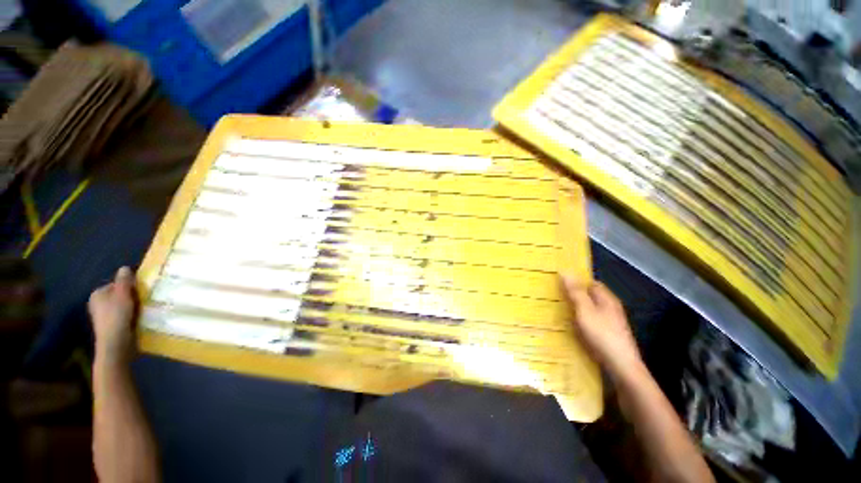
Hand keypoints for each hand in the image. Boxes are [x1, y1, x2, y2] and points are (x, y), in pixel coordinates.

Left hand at [88, 267, 136, 364]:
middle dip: (132, 296)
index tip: (141, 290)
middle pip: (119, 296)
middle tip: (145, 299)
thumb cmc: (117, 316)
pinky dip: (132, 316)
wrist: (115, 343)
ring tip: (145, 309)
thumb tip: (125, 267)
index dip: (129, 286)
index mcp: (98, 294)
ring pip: (123, 306)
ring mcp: (104, 317)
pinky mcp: (112, 327)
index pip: (116, 284)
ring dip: (133, 307)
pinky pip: (124, 316)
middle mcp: (98, 304)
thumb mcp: (122, 295)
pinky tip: (140, 319)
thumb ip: (124, 281)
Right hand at [561, 276, 642, 379]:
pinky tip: (570, 327)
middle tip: (554, 296)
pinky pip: (590, 322)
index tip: (559, 282)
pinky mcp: (607, 334)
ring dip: (575, 309)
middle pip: (590, 296)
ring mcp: (610, 322)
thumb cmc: (602, 334)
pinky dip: (580, 321)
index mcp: (607, 299)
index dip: (576, 280)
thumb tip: (565, 272)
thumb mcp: (585, 310)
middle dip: (574, 295)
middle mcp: (610, 308)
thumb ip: (576, 292)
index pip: (591, 283)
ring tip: (557, 310)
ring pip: (589, 310)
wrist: (621, 365)